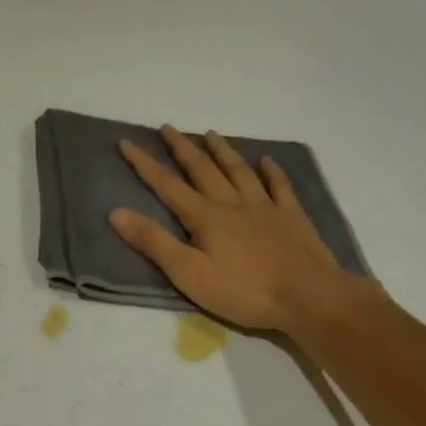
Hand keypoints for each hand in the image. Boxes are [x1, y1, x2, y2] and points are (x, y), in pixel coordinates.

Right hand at [111, 127, 369, 332]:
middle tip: (168, 127)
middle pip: (202, 169)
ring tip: (211, 133)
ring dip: (223, 151)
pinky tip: (268, 160)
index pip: (167, 185)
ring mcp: (265, 207)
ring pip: (239, 171)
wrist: (309, 298)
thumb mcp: (188, 273)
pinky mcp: (292, 218)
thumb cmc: (244, 290)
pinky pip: (280, 187)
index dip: (144, 164)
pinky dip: (272, 172)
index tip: (127, 142)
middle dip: (182, 148)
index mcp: (204, 217)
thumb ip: (153, 242)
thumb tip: (116, 212)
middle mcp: (232, 203)